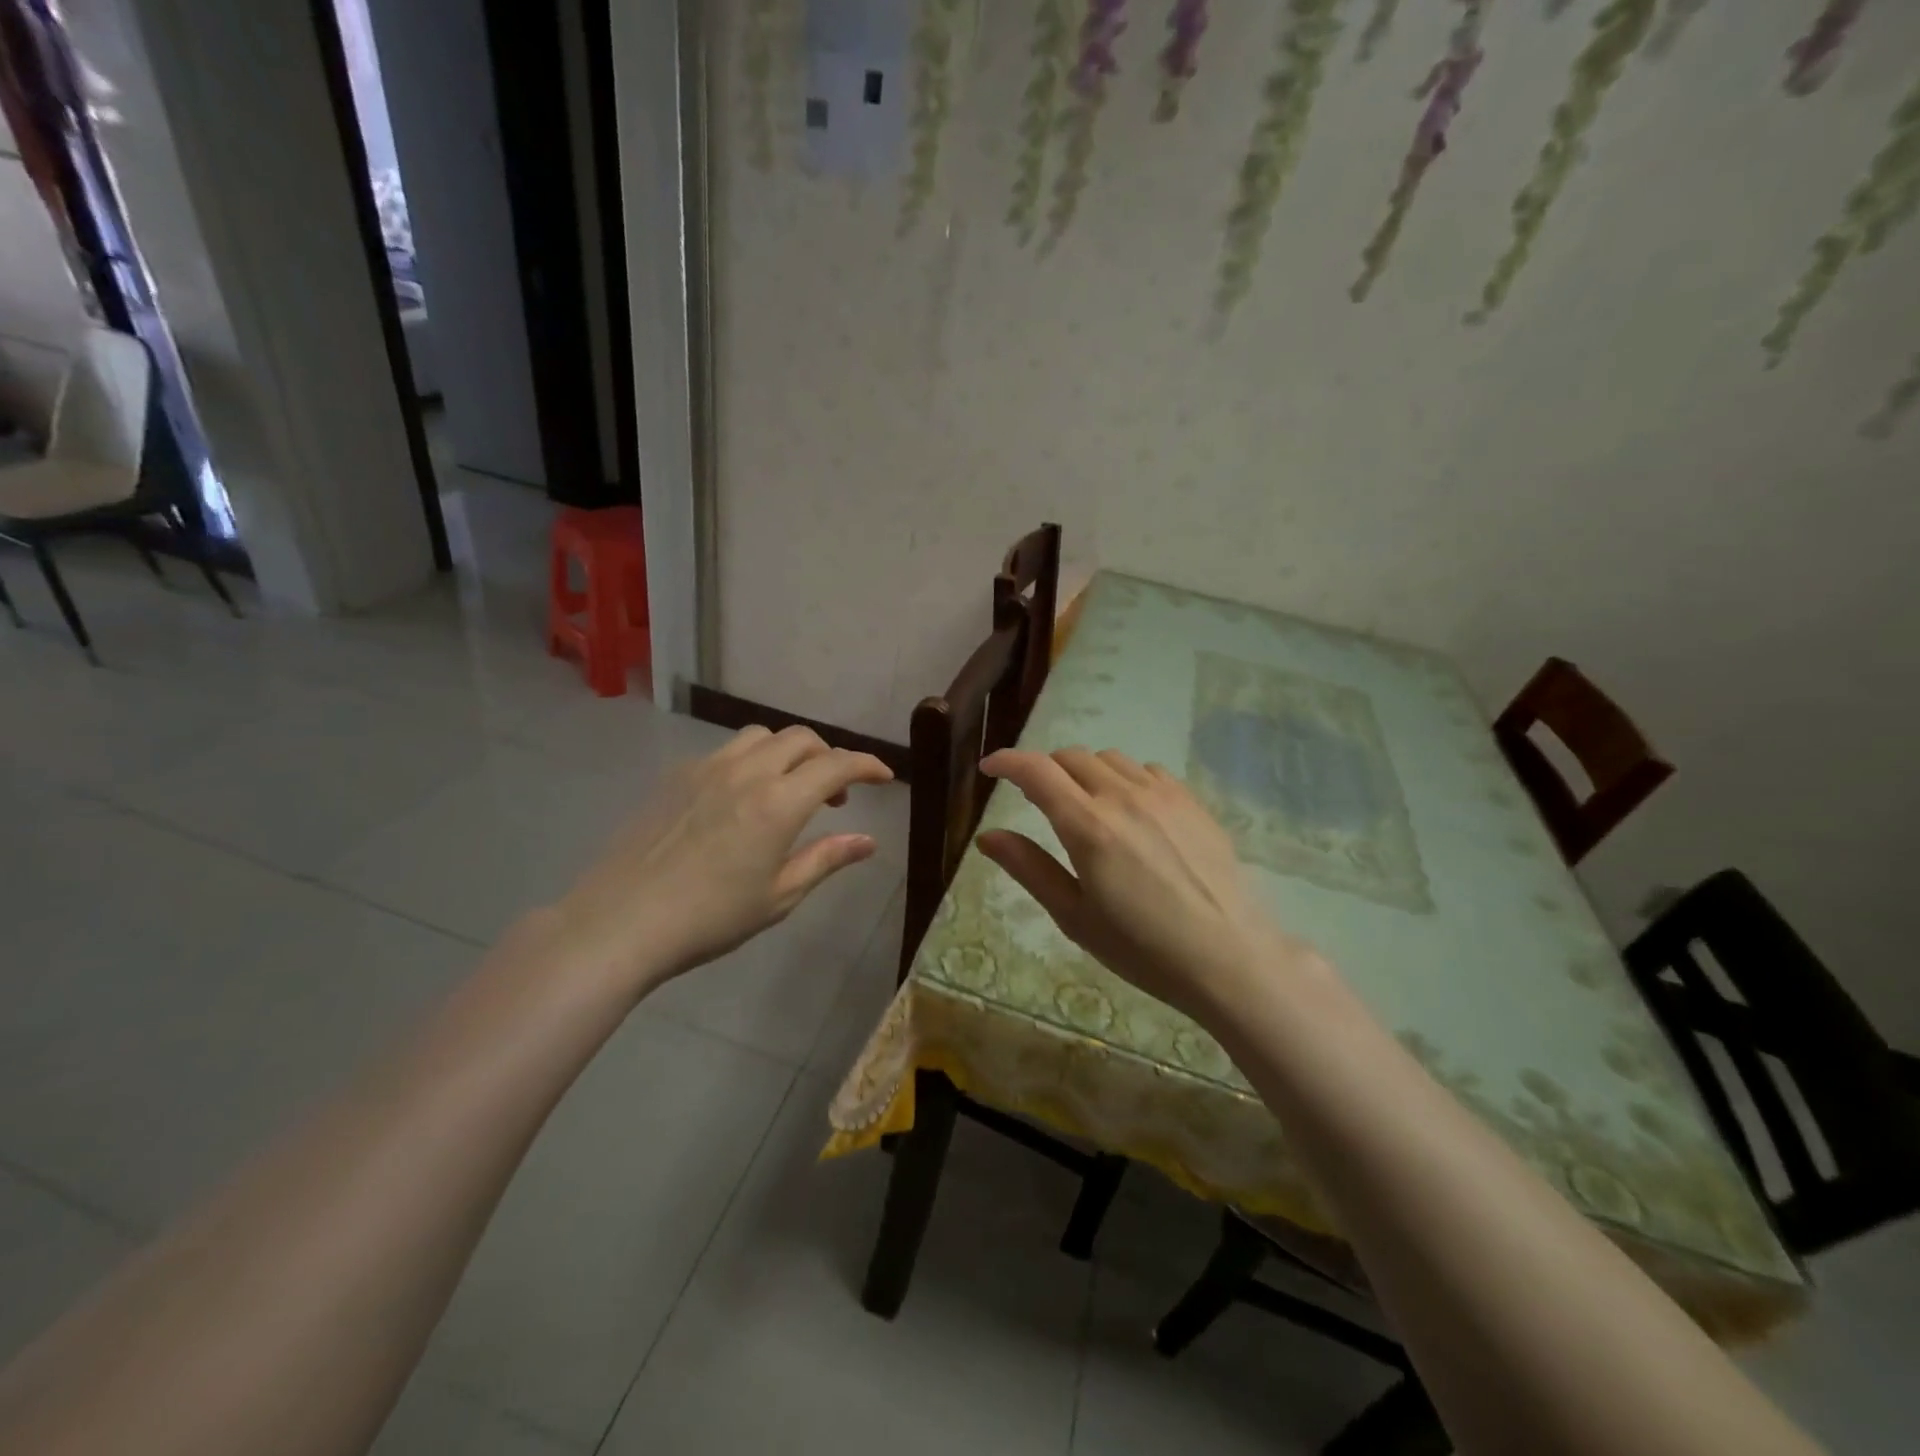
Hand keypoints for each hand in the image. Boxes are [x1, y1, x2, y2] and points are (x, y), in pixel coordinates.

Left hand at [554, 725, 893, 994]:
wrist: (621, 920)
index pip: (836, 764)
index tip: (884, 776)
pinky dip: (751, 761)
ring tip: (788, 788)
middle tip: (835, 796)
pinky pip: (726, 751)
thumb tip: (868, 842)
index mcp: (779, 803)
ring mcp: (707, 768)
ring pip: (762, 736)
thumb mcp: (779, 895)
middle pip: (801, 739)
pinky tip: (740, 798)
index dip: (866, 765)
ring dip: (788, 752)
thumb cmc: (709, 918)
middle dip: (828, 757)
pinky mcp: (677, 775)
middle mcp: (747, 772)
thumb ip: (826, 859)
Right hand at [977, 747, 1318, 1023]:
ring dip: (1085, 771)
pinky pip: (1148, 770)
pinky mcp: (1192, 801)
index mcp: (1088, 826)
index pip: (1036, 771)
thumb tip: (988, 836)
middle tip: (1036, 797)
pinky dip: (1125, 779)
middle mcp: (1123, 796)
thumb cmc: (1143, 948)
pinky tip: (1131, 810)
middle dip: (1045, 769)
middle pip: (1071, 757)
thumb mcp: (1075, 916)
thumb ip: (1029, 868)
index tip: (990, 768)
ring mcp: (1163, 794)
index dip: (1007, 761)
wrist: (1230, 957)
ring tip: (1085, 803)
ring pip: (1110, 759)